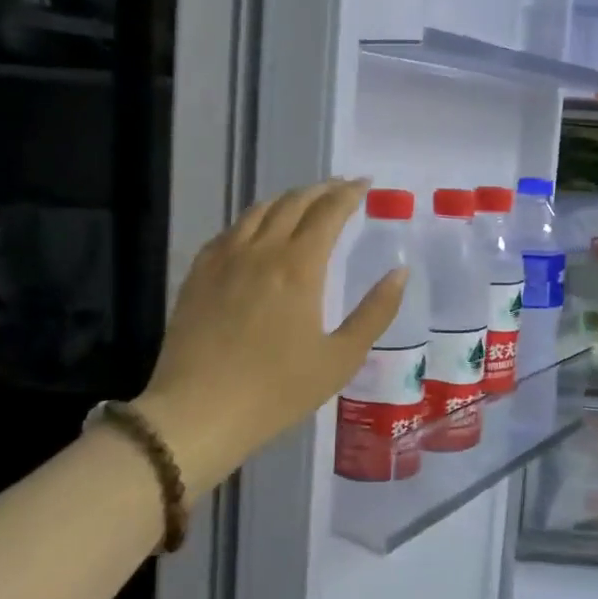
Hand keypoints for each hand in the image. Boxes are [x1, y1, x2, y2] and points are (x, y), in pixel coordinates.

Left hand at [139, 179, 404, 491]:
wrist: (197, 414)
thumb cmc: (278, 390)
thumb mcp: (341, 358)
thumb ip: (376, 311)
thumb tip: (400, 272)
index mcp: (299, 267)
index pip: (328, 212)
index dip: (349, 193)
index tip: (365, 184)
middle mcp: (260, 251)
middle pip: (293, 203)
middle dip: (322, 190)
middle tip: (342, 188)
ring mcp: (224, 260)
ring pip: (258, 211)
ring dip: (287, 199)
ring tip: (304, 202)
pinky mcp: (198, 275)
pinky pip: (229, 231)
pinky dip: (253, 220)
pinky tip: (256, 231)